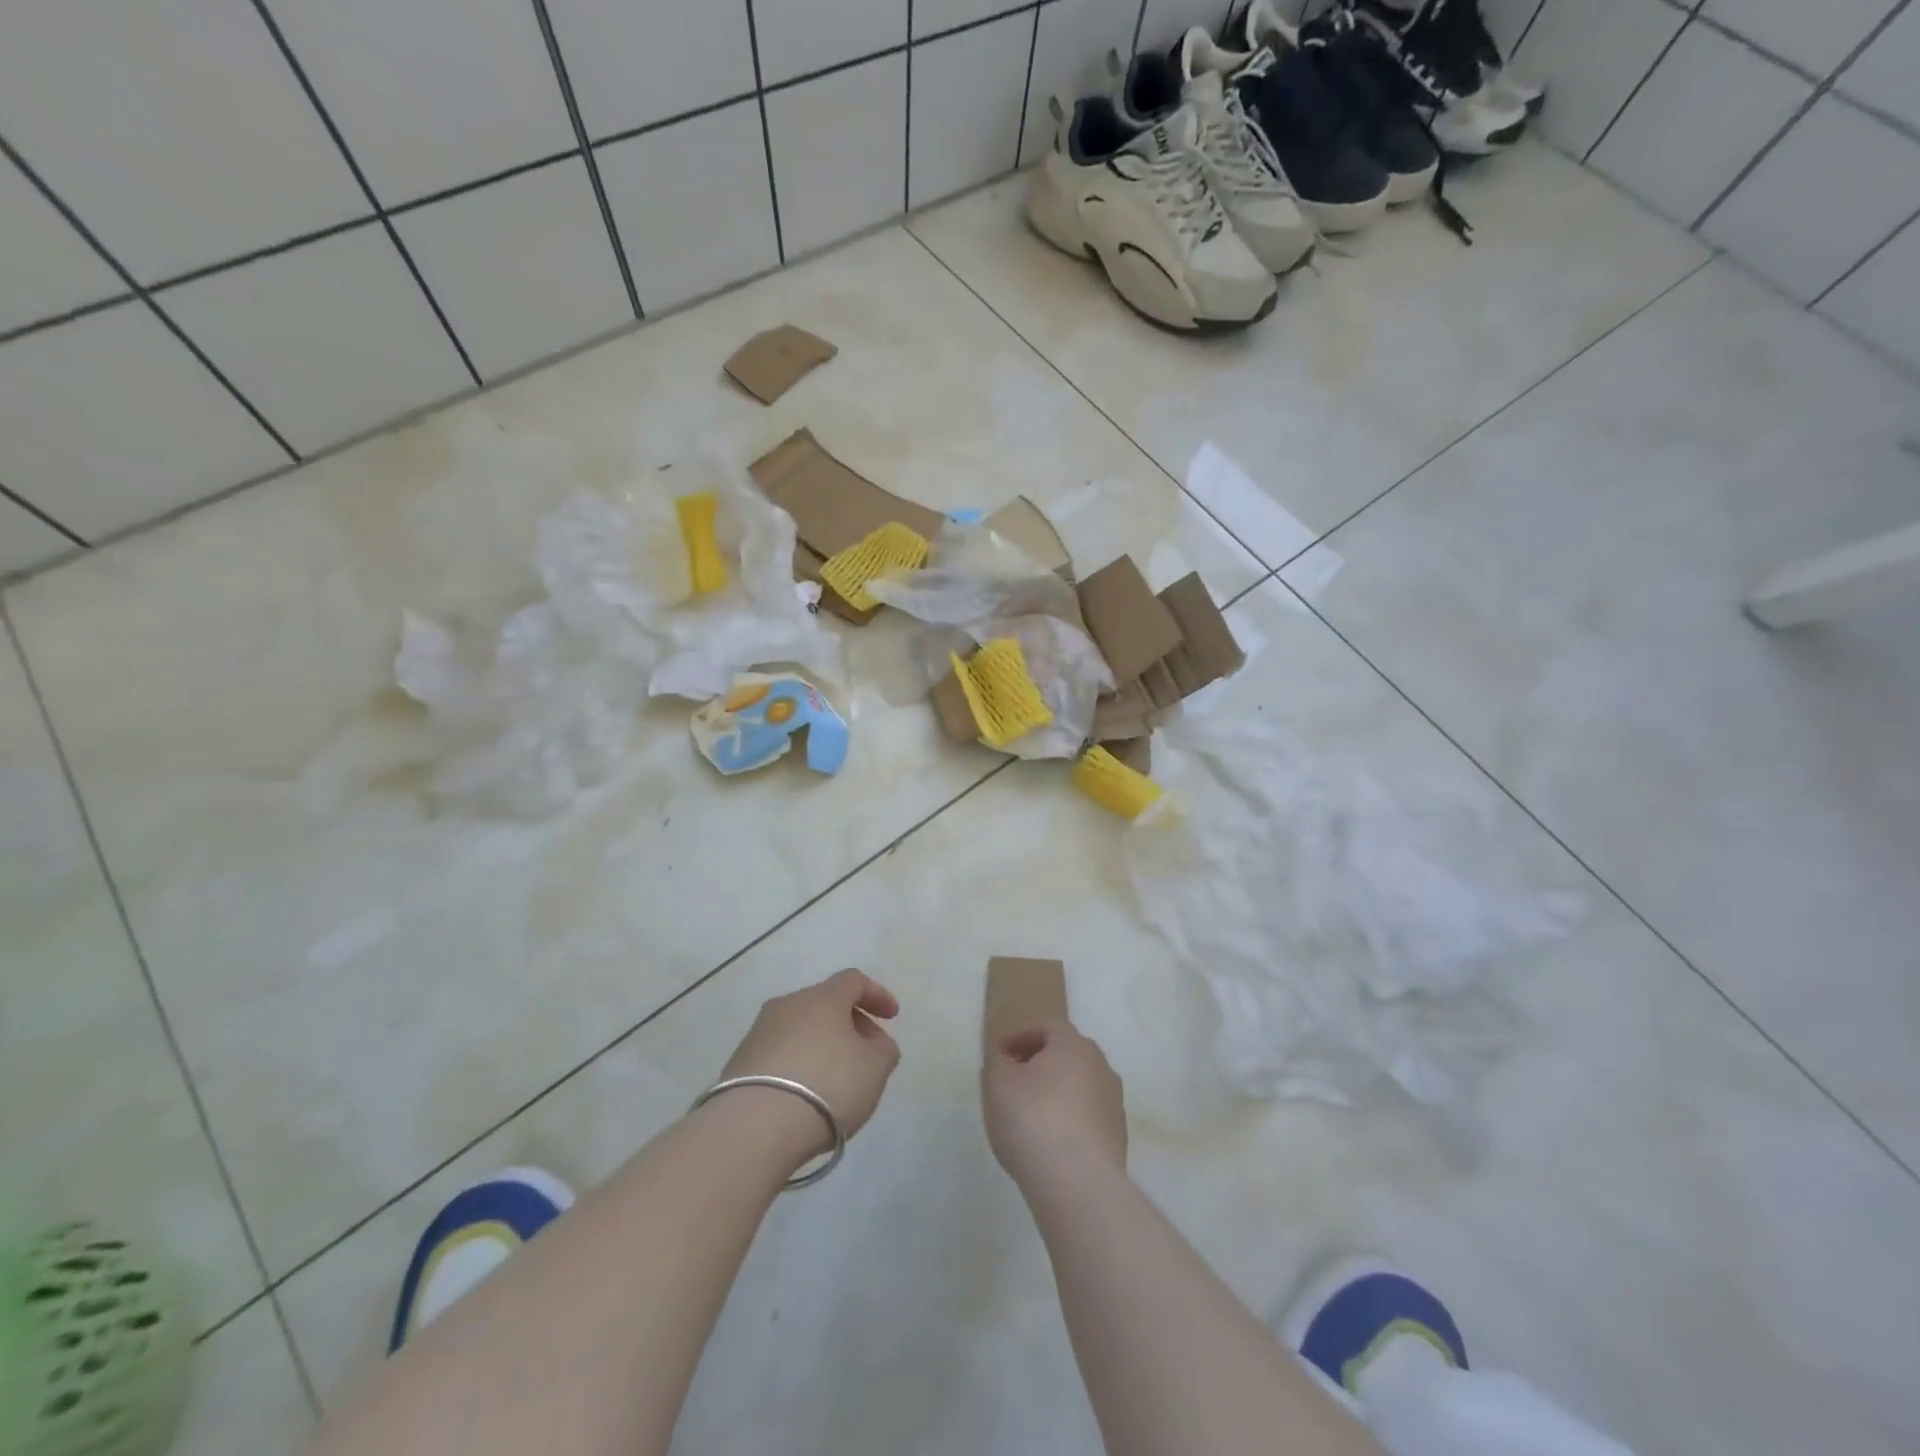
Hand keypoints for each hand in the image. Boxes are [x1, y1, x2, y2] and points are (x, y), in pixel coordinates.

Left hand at [717, 969, 901, 1163]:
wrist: (755, 1127)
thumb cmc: (827, 1086)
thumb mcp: (875, 1068)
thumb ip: (883, 1049)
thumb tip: (872, 1042)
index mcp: (822, 998)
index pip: (853, 981)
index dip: (877, 995)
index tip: (892, 1017)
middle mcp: (787, 1005)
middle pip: (825, 1004)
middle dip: (849, 1024)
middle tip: (866, 1054)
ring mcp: (759, 1032)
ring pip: (800, 1029)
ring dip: (821, 1046)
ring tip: (835, 1080)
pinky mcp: (739, 1062)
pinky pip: (779, 1054)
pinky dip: (798, 1065)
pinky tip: (805, 1095)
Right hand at [981, 1020, 1126, 1192]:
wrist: (1078, 1183)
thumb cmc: (1033, 1120)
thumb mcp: (997, 1084)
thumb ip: (998, 1065)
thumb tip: (1006, 1063)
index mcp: (1074, 1045)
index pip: (1047, 1027)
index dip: (1020, 1037)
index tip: (1000, 1054)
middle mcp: (1101, 1066)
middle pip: (1067, 1055)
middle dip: (1040, 1063)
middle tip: (1015, 1080)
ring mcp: (1113, 1103)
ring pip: (1080, 1086)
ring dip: (1057, 1093)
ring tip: (1031, 1115)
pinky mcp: (1118, 1137)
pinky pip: (1088, 1117)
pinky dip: (1069, 1120)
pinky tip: (1050, 1142)